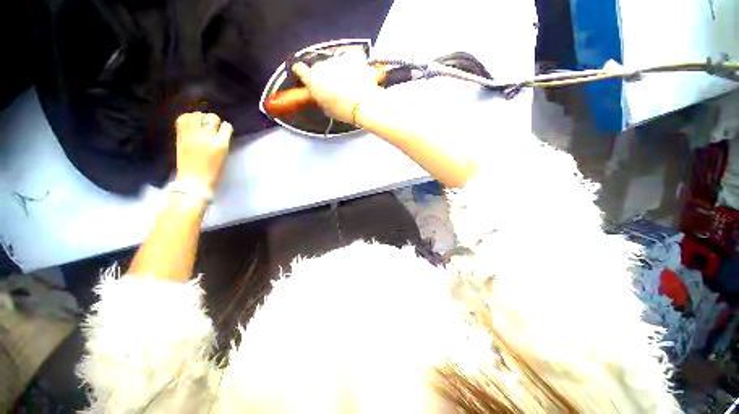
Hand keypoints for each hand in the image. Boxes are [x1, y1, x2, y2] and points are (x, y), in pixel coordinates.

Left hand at [174, 112, 232, 191]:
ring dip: (200, 117)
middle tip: (211, 127)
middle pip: (211, 117)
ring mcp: (191, 135)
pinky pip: (183, 119)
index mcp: (220, 144)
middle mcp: (206, 137)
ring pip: (197, 115)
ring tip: (200, 124)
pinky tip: (190, 123)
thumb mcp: (224, 156)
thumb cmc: (213, 170)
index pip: (226, 126)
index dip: (225, 128)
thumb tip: (221, 130)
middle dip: (213, 121)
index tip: (223, 131)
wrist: (194, 180)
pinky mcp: (180, 136)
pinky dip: (187, 118)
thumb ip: (223, 142)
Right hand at [292, 51, 384, 123]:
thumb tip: (323, 96)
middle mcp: (323, 65)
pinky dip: (355, 63)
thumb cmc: (344, 111)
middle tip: (333, 87)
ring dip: (340, 69)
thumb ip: (321, 98)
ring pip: (336, 61)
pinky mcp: (354, 57)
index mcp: (313, 79)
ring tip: (349, 82)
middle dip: (324, 74)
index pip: (300, 70)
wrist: (364, 104)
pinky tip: (360, 72)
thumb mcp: (327, 109)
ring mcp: (338, 59)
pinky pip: (352, 57)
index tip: (303, 73)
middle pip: (320, 66)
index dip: (302, 72)